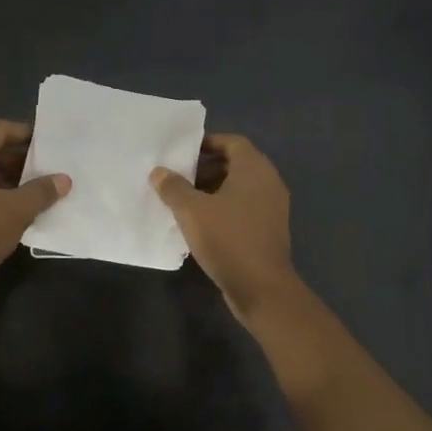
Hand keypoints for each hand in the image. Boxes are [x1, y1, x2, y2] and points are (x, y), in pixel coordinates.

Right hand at [151, 133, 303, 324]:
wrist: (262, 288)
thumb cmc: (228, 239)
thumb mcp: (192, 211)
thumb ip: (174, 187)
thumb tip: (159, 172)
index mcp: (255, 169)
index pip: (232, 142)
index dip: (208, 143)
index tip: (183, 153)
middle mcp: (268, 183)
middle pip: (235, 164)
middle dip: (206, 169)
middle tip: (178, 178)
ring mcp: (272, 208)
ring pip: (239, 189)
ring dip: (212, 191)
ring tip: (183, 202)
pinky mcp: (269, 230)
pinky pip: (243, 209)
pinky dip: (223, 209)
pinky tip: (200, 225)